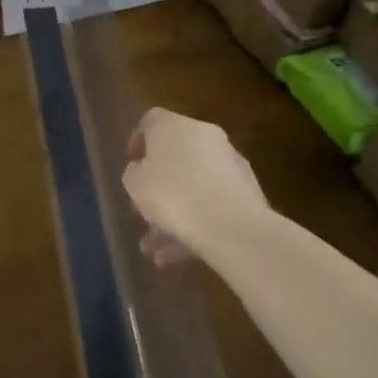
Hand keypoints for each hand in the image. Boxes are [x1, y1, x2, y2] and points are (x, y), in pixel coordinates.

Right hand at [122, 107, 272, 263]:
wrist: (232, 226)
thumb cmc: (172, 194)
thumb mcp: (135, 183)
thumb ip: (134, 173)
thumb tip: (142, 171)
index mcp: (174, 126)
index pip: (151, 120)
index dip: (138, 140)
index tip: (131, 164)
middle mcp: (204, 137)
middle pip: (175, 157)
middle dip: (157, 187)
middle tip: (141, 212)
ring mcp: (229, 165)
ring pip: (193, 187)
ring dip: (172, 215)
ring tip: (154, 249)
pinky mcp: (247, 194)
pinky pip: (212, 205)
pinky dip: (194, 226)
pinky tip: (176, 257)